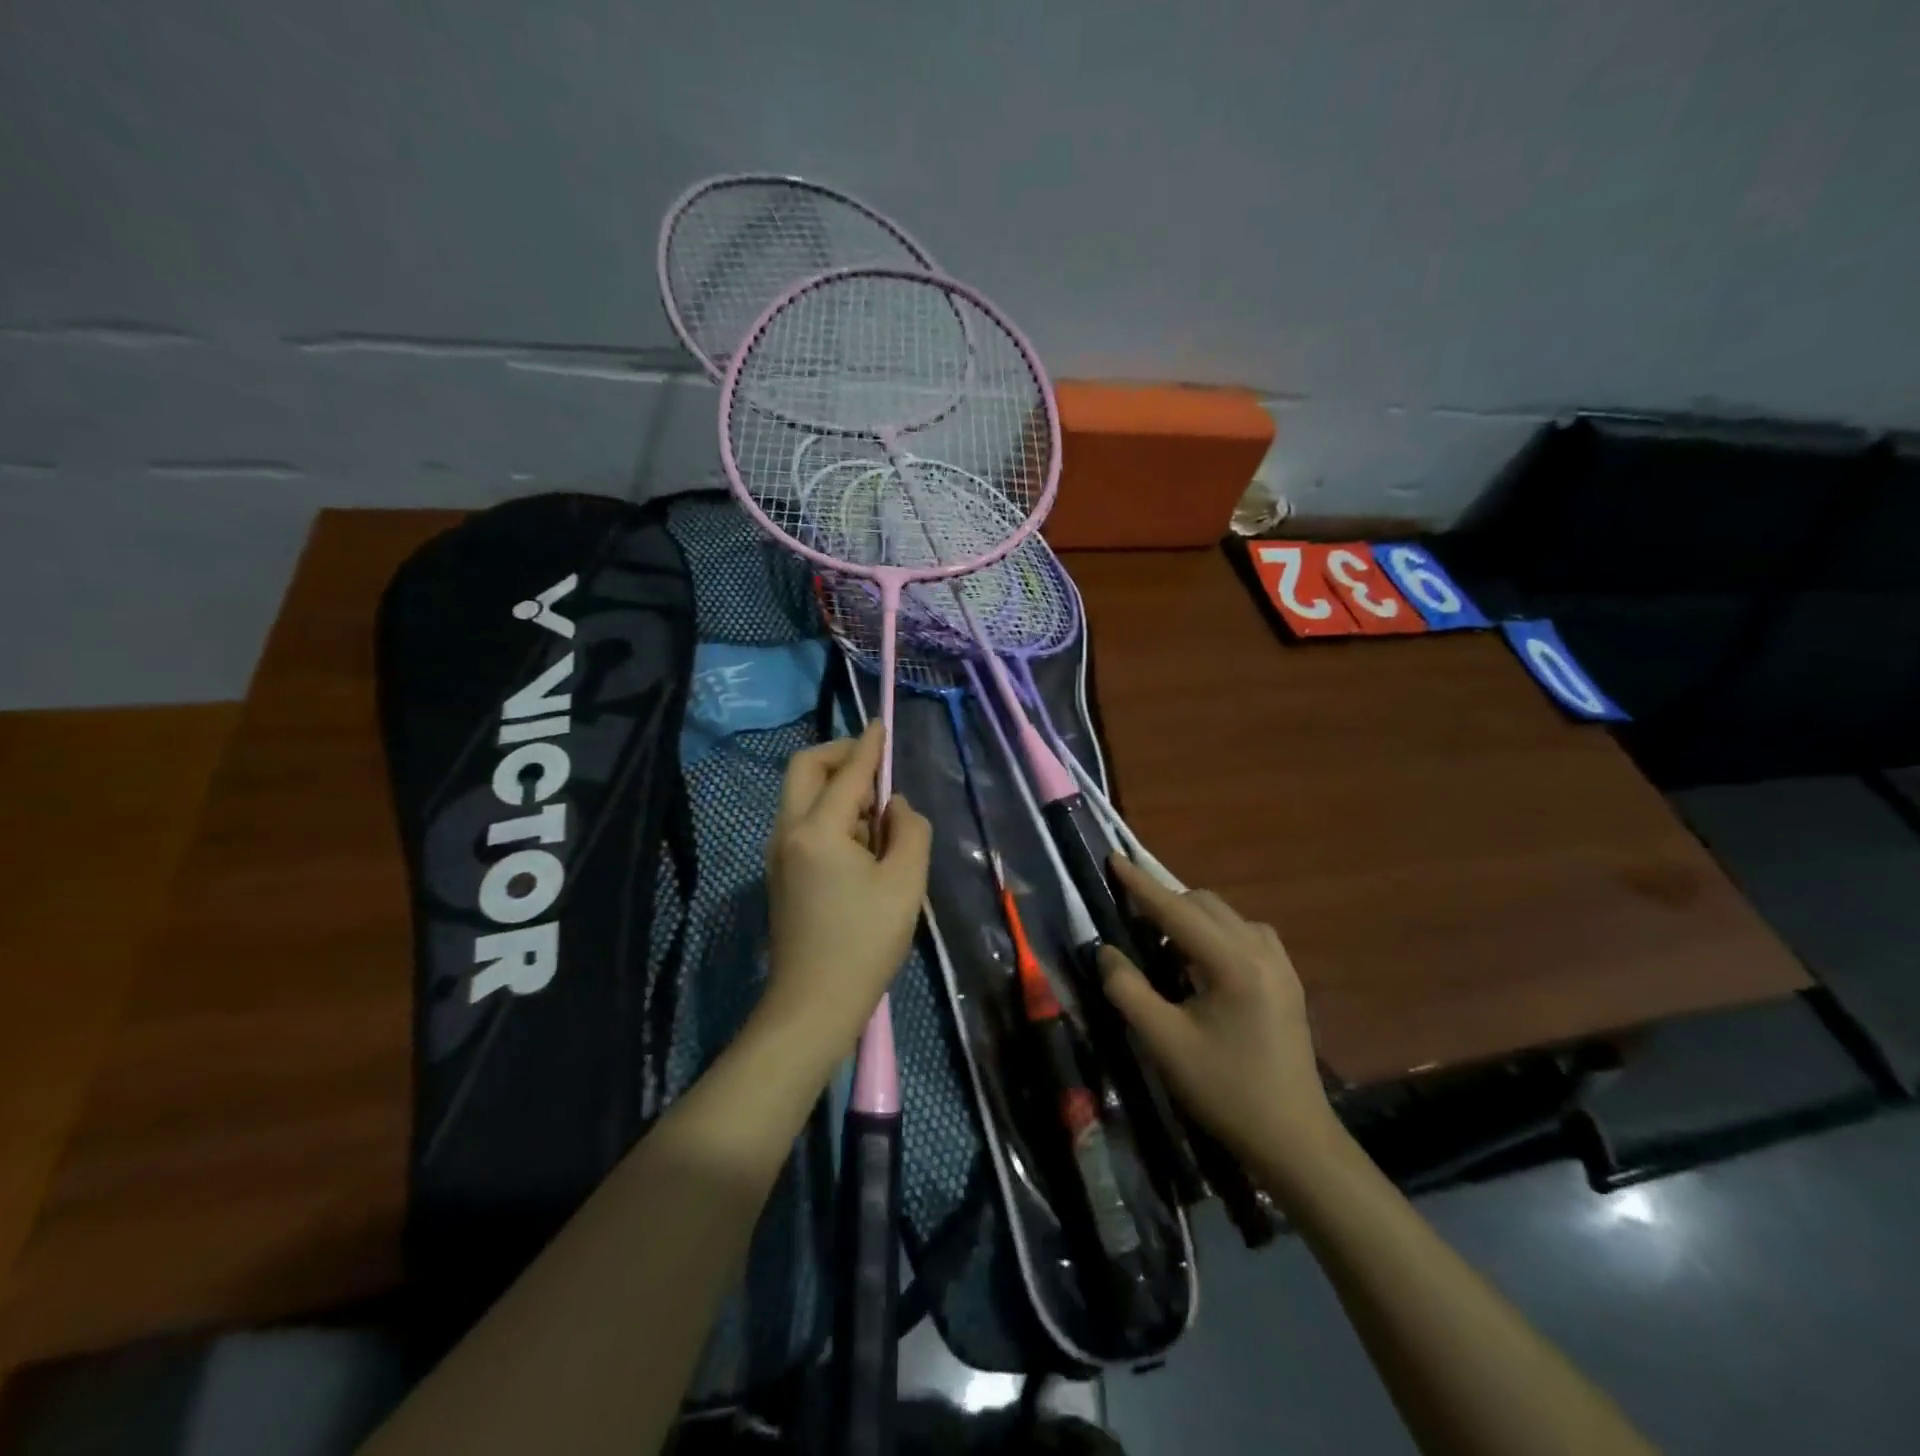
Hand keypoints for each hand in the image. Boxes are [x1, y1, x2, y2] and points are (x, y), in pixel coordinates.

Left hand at [758, 723, 931, 1067]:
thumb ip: (909, 830)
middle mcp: (788, 832)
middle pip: (805, 769)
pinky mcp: (780, 872)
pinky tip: (861, 844)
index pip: (847, 773)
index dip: (868, 746)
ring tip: (878, 818)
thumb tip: (896, 806)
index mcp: (818, 830)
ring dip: (837, 789)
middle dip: (840, 756)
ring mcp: (777, 852)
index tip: (881, 724)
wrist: (813, 1004)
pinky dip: (830, 814)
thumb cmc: (865, 943)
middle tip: (876, 768)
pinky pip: (803, 822)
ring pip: (802, 795)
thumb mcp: (905, 883)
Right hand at [1099, 855, 1333, 1175]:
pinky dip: (1213, 934)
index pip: (1176, 909)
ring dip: (1189, 918)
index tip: (1113, 859)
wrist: (1294, 1140)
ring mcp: (1280, 962)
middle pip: (1203, 904)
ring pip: (1225, 915)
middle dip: (1164, 903)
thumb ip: (1128, 989)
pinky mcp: (1286, 978)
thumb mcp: (1164, 1042)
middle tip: (1130, 921)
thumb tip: (1107, 951)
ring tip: (1161, 947)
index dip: (1140, 884)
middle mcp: (1261, 949)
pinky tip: (1200, 965)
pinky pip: (1243, 934)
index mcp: (1233, 962)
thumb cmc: (1225, 1090)